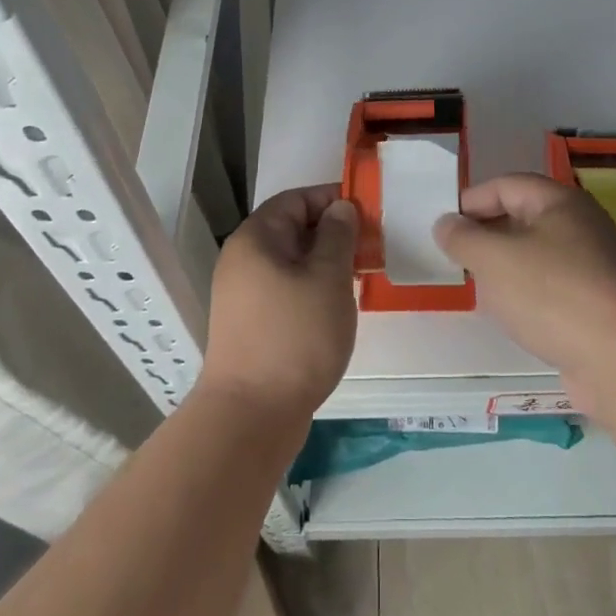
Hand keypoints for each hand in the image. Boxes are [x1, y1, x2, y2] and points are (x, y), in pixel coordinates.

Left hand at [197, 184, 357, 425]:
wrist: (252, 416)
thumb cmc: (295, 337)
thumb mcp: (327, 279)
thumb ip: (338, 236)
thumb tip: (341, 208)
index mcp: (256, 238)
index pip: (296, 199)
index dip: (332, 198)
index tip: (368, 210)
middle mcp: (243, 259)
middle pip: (293, 229)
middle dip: (334, 232)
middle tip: (372, 245)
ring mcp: (244, 294)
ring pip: (292, 262)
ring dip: (326, 263)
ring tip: (362, 274)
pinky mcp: (252, 323)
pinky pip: (287, 289)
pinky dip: (313, 287)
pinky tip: (338, 304)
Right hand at [433, 173, 615, 405]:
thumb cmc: (552, 294)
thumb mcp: (493, 259)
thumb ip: (463, 238)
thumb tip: (446, 223)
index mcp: (560, 202)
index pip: (507, 185)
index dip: (472, 199)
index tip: (444, 225)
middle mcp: (582, 226)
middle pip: (524, 217)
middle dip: (487, 234)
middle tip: (456, 256)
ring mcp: (595, 267)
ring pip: (538, 255)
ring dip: (507, 267)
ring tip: (478, 287)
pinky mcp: (600, 306)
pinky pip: (553, 288)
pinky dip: (528, 295)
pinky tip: (513, 317)